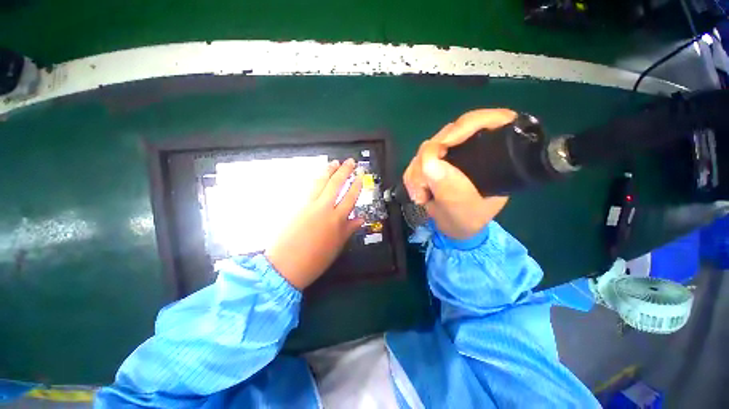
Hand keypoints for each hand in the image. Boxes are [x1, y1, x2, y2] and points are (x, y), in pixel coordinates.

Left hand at [266, 159, 362, 289]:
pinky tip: (318, 176)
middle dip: (344, 171)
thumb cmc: (315, 260)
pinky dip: (315, 180)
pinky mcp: (296, 206)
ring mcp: (308, 205)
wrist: (285, 266)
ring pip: (321, 182)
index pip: (350, 198)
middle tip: (350, 161)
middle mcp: (324, 208)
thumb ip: (349, 229)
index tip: (360, 177)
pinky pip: (308, 189)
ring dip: (329, 171)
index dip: (356, 186)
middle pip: (336, 184)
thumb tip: (360, 219)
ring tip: (334, 162)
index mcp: (337, 220)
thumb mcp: (337, 246)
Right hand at [403, 109, 515, 239]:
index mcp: (495, 155)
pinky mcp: (435, 160)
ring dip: (417, 171)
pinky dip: (412, 175)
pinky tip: (417, 191)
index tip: (443, 146)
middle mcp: (473, 148)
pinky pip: (417, 159)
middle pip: (447, 134)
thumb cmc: (467, 220)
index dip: (464, 127)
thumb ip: (450, 189)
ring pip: (427, 147)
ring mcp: (452, 153)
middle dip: (429, 158)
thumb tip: (429, 163)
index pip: (487, 121)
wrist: (454, 226)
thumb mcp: (463, 209)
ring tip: (420, 195)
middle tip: (424, 185)